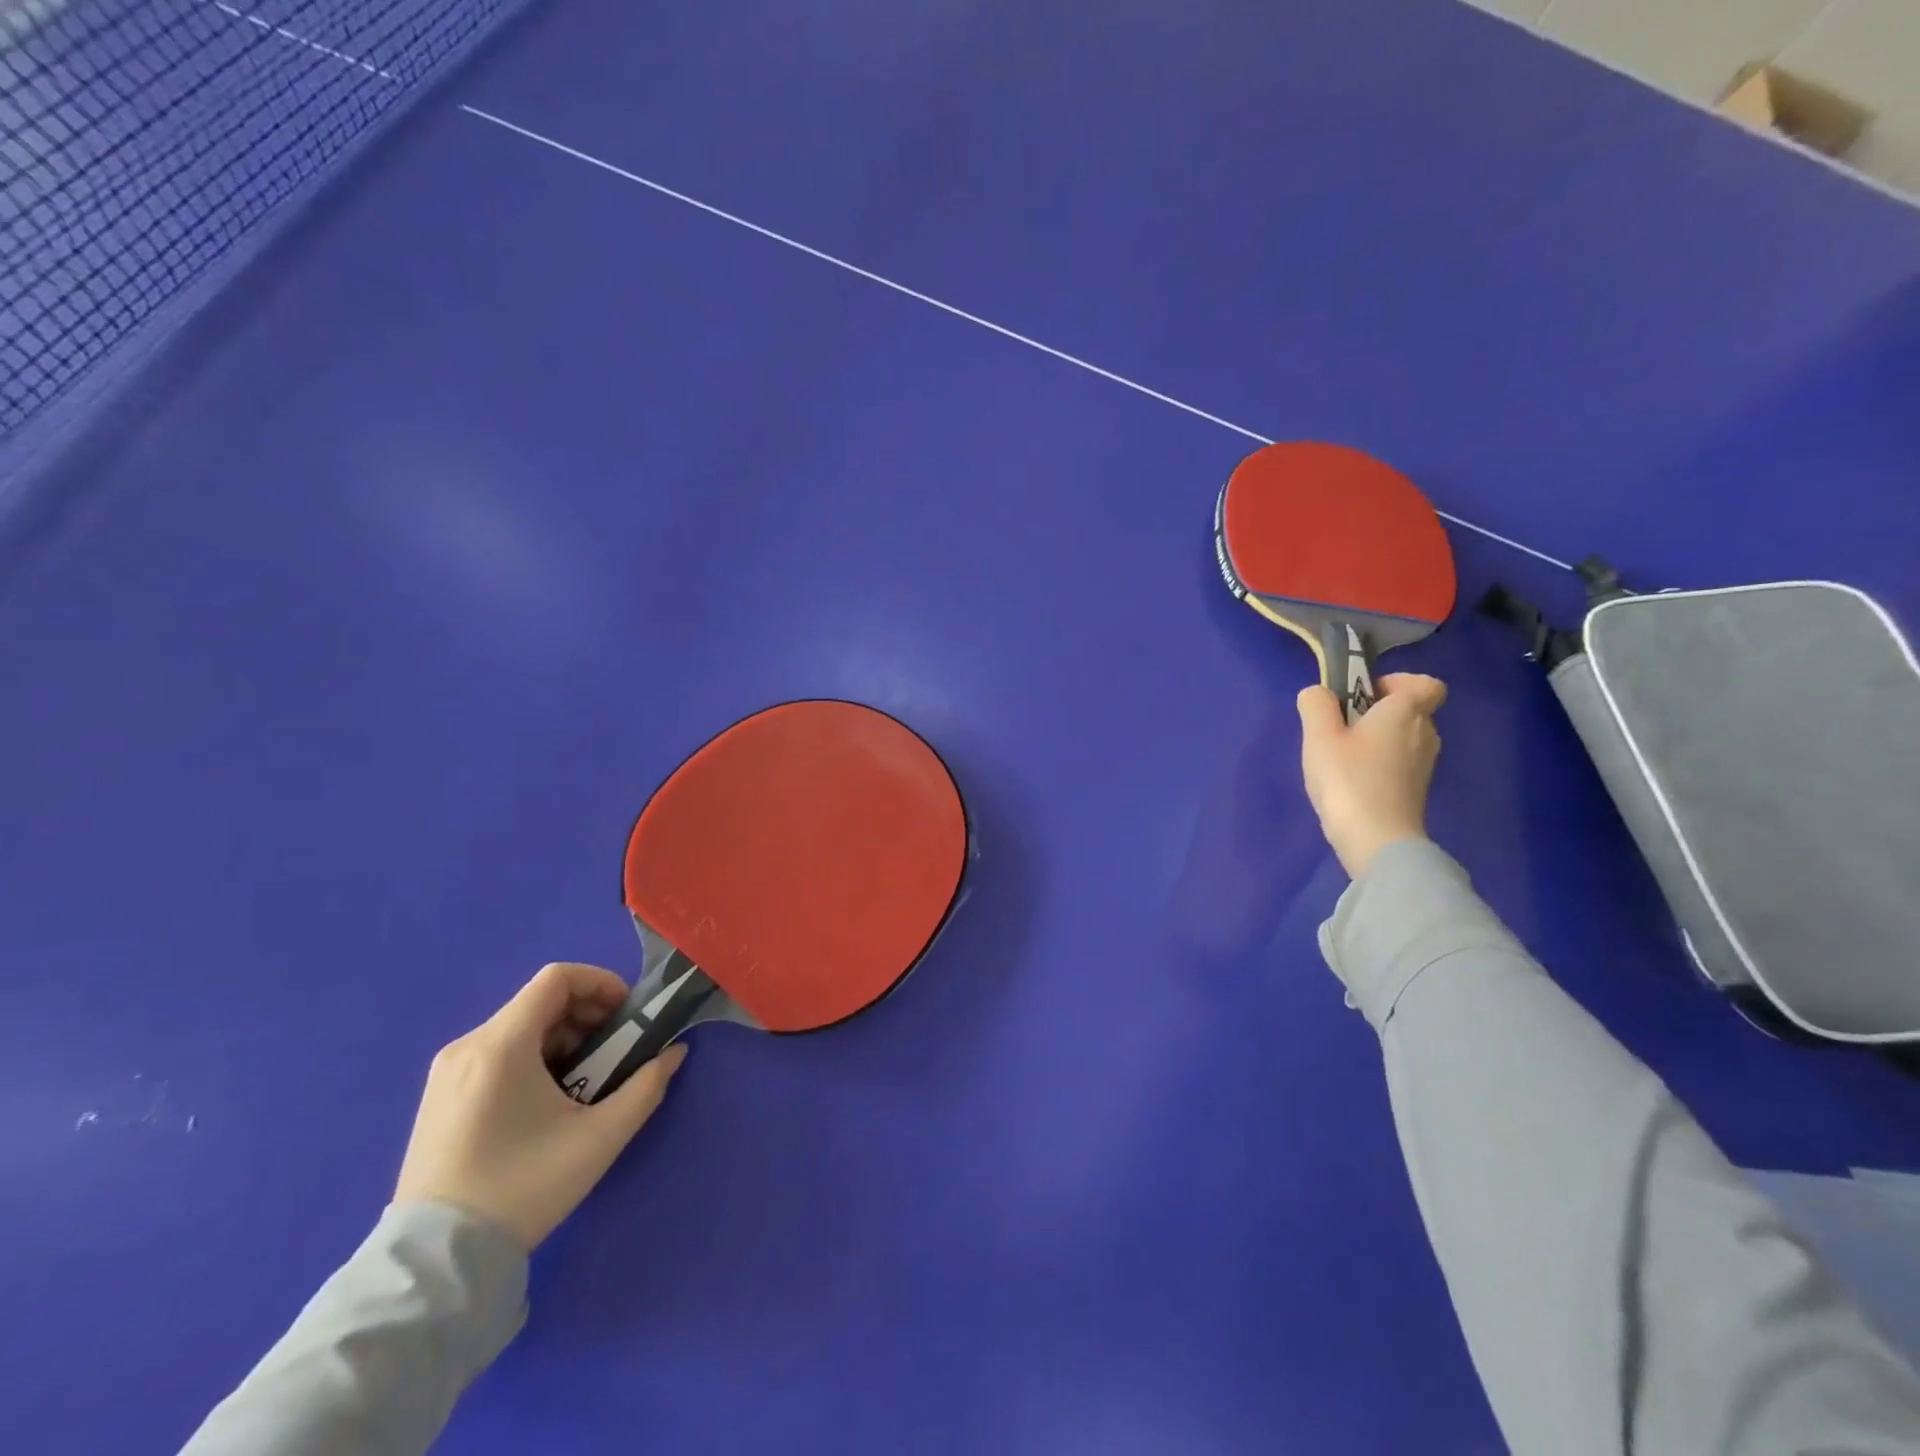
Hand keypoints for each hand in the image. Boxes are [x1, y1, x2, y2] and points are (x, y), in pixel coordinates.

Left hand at [394, 962, 687, 1249]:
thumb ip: (646, 1087)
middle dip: (588, 1015)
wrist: (436, 1264)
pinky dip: (534, 1056)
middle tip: (614, 1051)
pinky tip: (548, 1100)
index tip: (626, 1015)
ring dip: (564, 1037)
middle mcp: (468, 1046)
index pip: (557, 978)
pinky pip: (496, 1052)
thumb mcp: (600, 1138)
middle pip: (540, 1001)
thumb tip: (673, 1053)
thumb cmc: (523, 1188)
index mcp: (501, 1045)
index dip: (601, 983)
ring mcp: (446, 1073)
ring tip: (585, 1080)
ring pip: (520, 1027)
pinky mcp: (439, 1098)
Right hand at [1297, 673, 1447, 878]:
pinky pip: (1399, 763)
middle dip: (1376, 713)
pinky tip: (1351, 781)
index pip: (1426, 684)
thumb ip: (1316, 705)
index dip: (1396, 683)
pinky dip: (1379, 764)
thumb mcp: (1319, 736)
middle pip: (1409, 710)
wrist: (1377, 841)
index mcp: (1407, 711)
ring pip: (1403, 738)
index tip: (1363, 696)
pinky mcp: (1416, 790)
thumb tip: (1319, 693)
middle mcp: (1425, 733)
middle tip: (1339, 728)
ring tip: (1340, 758)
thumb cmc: (1349, 779)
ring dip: (1376, 740)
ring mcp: (1425, 764)